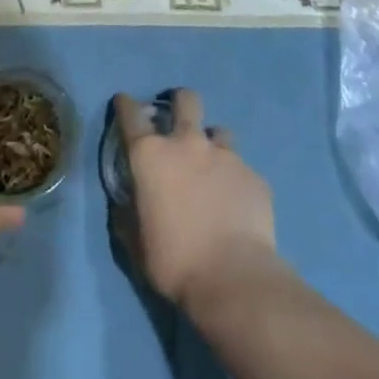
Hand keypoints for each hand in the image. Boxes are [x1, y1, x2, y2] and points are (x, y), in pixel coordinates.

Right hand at [112, 88, 277, 312]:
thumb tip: (129, 204)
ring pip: (219, 132)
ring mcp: (225, 156)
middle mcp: (188, 144)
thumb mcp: (137, 243)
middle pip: (186, 100)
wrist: (234, 278)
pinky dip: (235, 180)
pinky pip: (242, 168)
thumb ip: (130, 214)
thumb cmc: (174, 262)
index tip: (124, 103)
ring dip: (212, 145)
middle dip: (180, 102)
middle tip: (178, 119)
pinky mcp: (253, 175)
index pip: (131, 115)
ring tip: (213, 169)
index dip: (125, 105)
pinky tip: (236, 205)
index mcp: (151, 156)